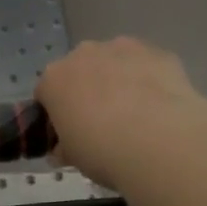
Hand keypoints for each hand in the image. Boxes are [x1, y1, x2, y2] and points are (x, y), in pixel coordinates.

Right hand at [35, 38, 206, 190]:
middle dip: (87, 91)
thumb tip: (64, 150)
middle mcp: (84, 54)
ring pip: (115, 62)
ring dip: (119, 81)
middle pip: (80, 70)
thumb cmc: (102, 150)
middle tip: (102, 124)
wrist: (159, 141)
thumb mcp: (73, 158)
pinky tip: (160, 108)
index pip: (46, 94)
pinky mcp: (158, 52)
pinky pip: (147, 66)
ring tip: (136, 116)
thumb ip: (64, 148)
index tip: (69, 133)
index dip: (56, 114)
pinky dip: (149, 81)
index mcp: (54, 79)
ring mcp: (123, 48)